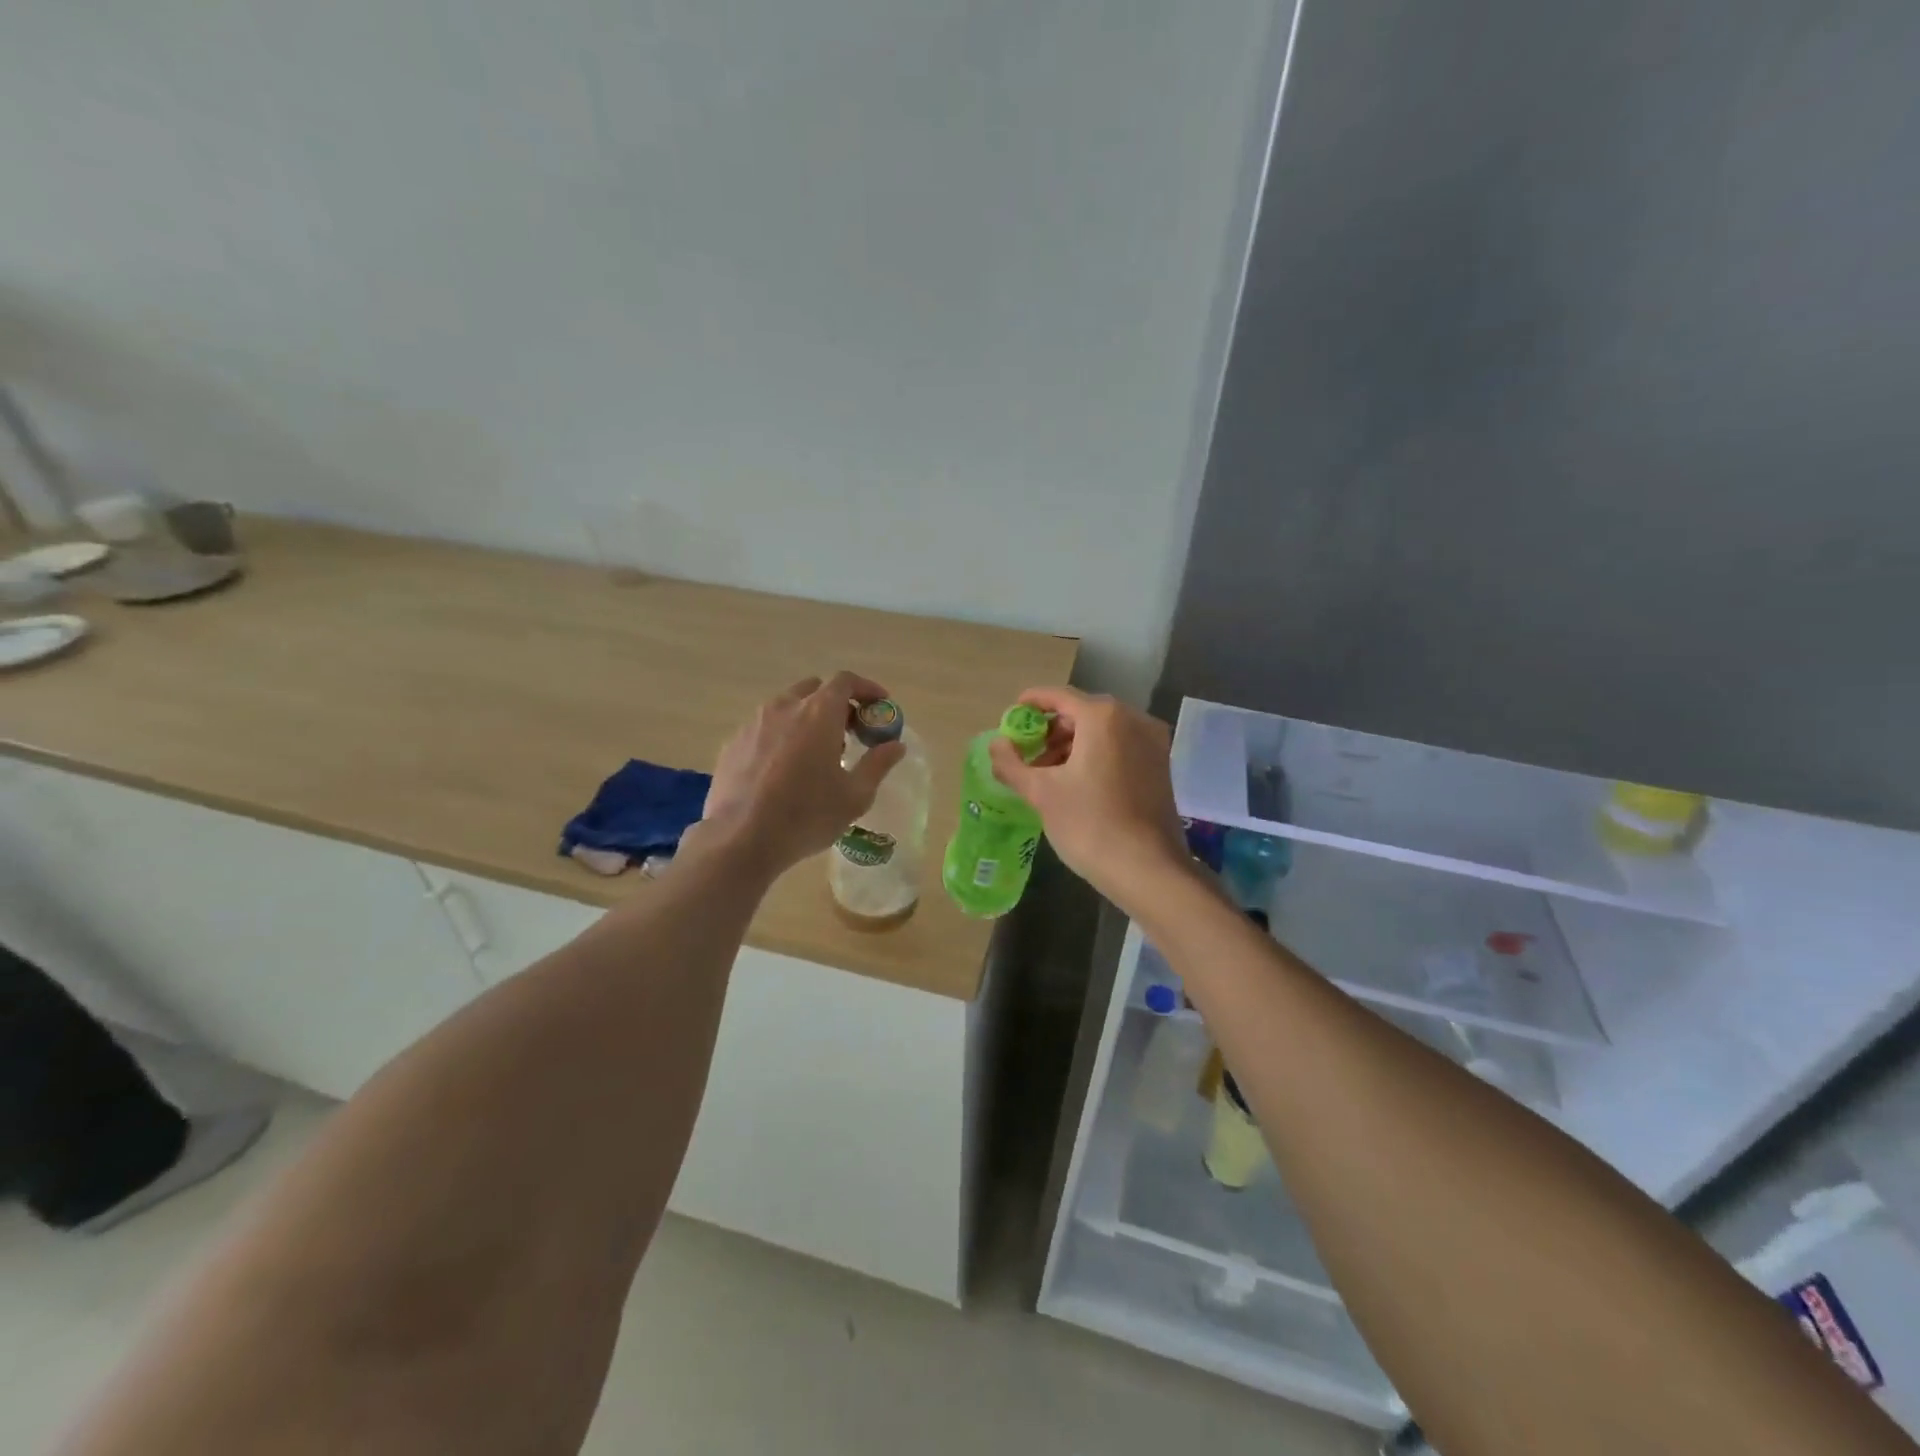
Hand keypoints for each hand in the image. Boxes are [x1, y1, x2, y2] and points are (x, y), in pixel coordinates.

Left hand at [701, 671, 906, 874]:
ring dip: (807, 719)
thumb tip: (896, 745)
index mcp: (818, 713)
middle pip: (815, 689)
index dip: (866, 688)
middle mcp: (784, 708)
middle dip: (836, 704)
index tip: (880, 704)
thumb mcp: (855, 796)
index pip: (845, 681)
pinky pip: (765, 729)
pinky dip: (782, 736)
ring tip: (817, 754)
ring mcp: (754, 724)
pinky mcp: (733, 743)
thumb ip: (878, 764)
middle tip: (850, 732)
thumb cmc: (806, 815)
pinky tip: (784, 769)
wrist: (740, 839)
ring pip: (786, 707)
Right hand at [987, 687, 1189, 906]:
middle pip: (1082, 713)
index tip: (1012, 714)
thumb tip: (995, 744)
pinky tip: (1076, 781)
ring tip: (1046, 773)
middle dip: (1051, 730)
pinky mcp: (1161, 765)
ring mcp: (1152, 742)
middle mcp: (1133, 719)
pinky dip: (1095, 755)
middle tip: (1026, 753)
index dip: (1032, 702)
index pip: (1059, 696)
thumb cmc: (1089, 824)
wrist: (1147, 869)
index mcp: (1103, 717)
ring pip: (1102, 731)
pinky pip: (1120, 747)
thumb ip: (1012, 764)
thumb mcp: (1041, 793)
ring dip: (1072, 745)